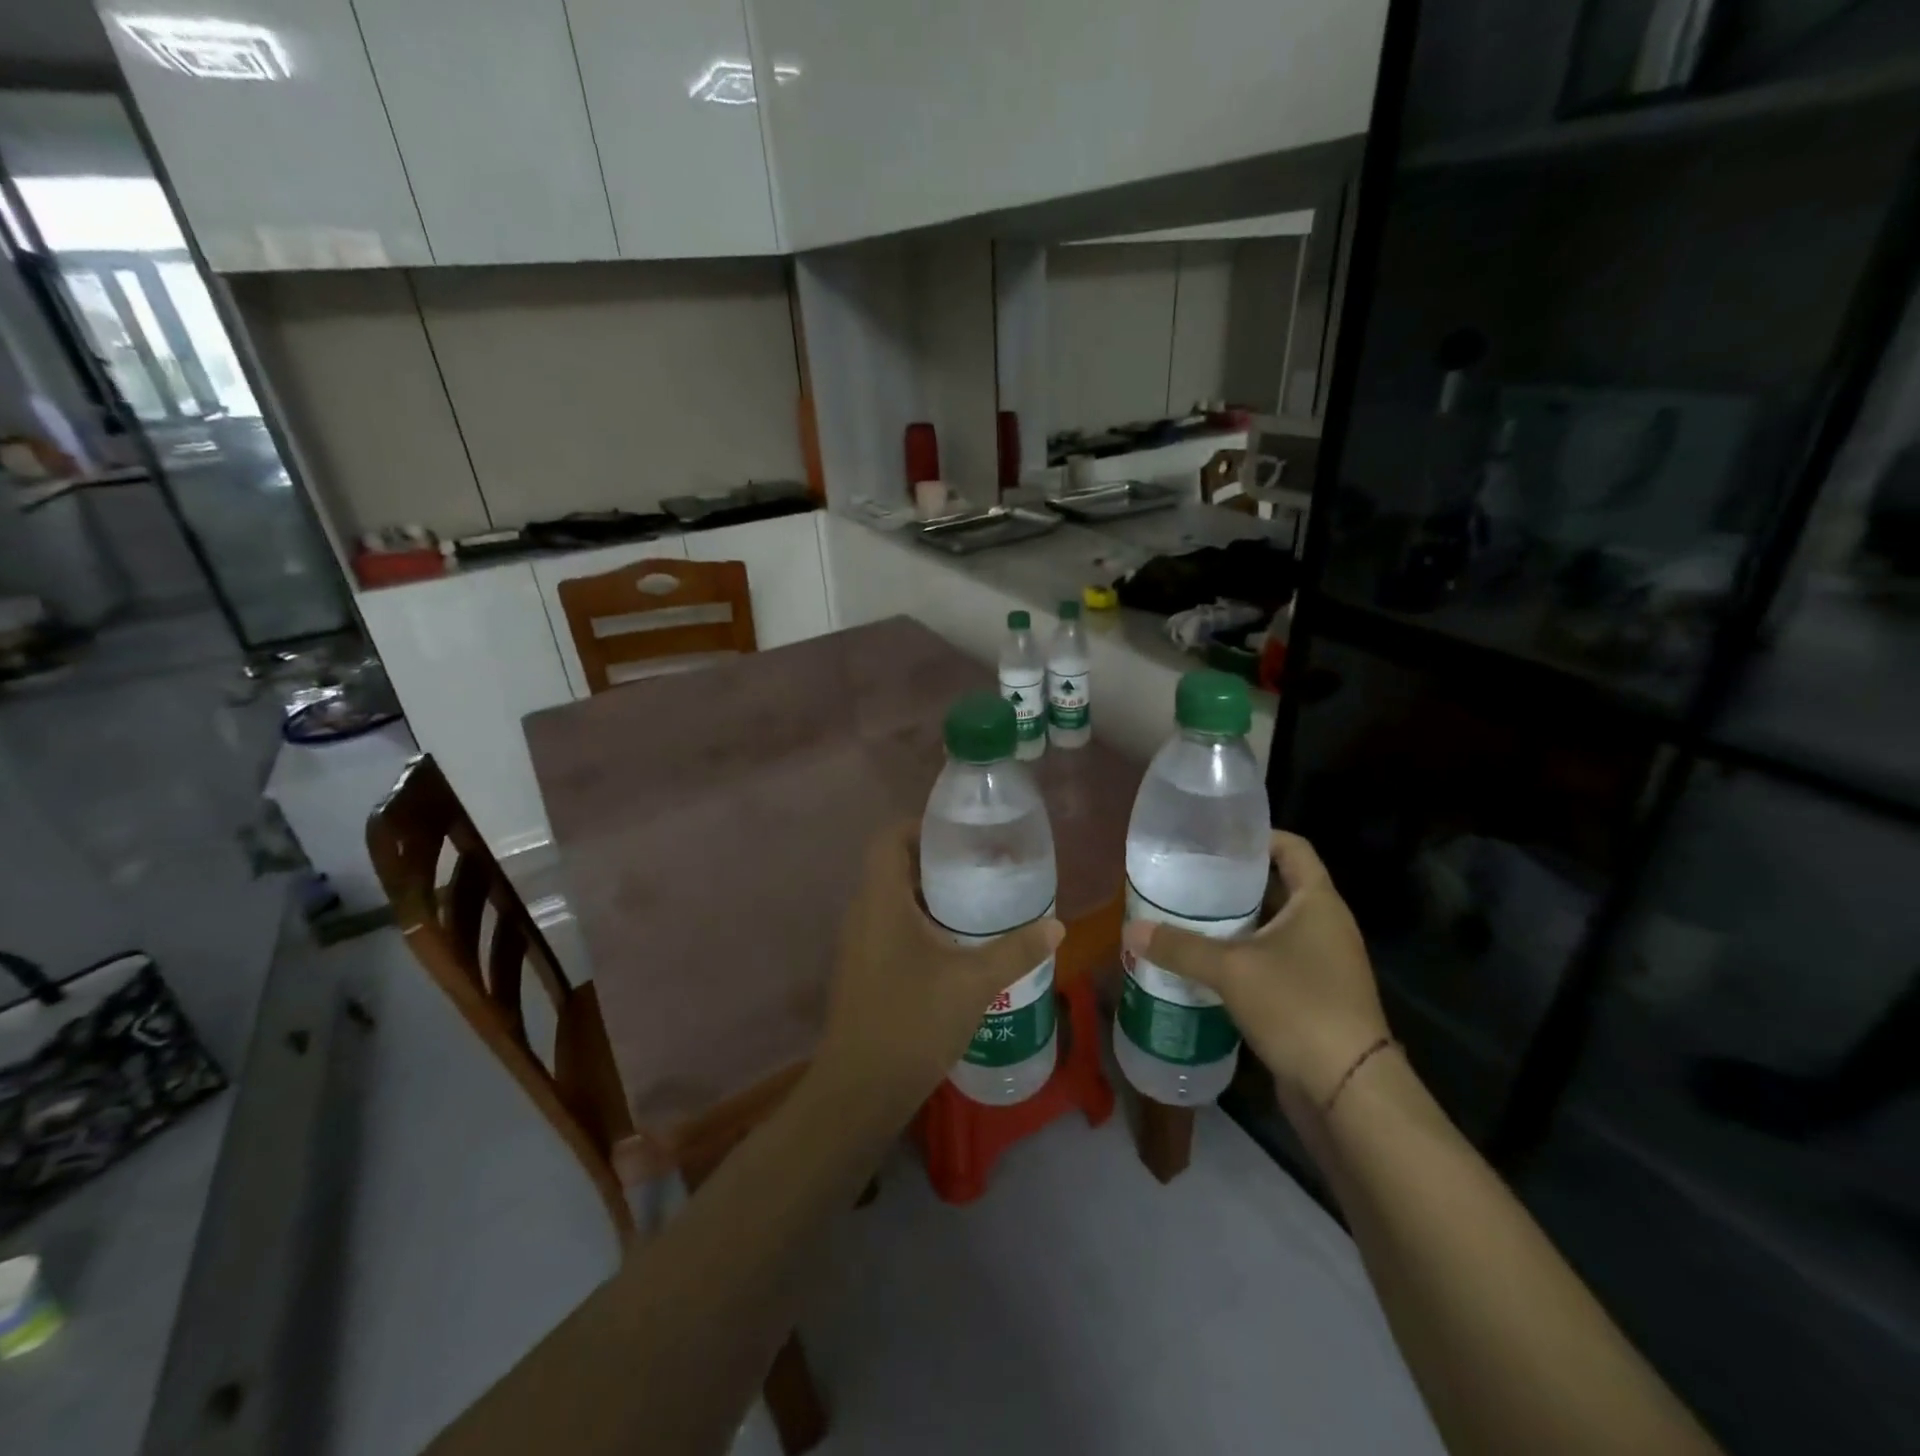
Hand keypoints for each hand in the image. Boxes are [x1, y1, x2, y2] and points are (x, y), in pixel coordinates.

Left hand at [815, 821, 1063, 1118]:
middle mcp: (862, 914)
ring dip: (927, 896)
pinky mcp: (861, 970)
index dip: (920, 827)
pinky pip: (888, 928)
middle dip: (934, 863)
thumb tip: (1057, 926)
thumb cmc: (914, 1021)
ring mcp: (857, 945)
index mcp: (881, 901)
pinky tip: (953, 946)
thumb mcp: (974, 982)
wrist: (861, 1089)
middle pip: (892, 868)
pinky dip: (917, 923)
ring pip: (890, 901)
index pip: (889, 840)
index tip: (960, 835)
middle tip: (979, 867)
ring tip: (973, 902)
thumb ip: (1017, 950)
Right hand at [1122, 830, 1387, 1107]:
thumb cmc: (1298, 1006)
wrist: (1348, 1090)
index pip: (1292, 847)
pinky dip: (1243, 958)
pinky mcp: (1314, 997)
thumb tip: (1130, 930)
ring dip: (1235, 924)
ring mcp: (1323, 963)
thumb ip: (1180, 947)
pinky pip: (1273, 963)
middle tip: (1188, 878)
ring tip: (1187, 918)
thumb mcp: (1231, 970)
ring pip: (1273, 928)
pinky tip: (1206, 966)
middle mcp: (1325, 926)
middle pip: (1278, 887)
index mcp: (1318, 902)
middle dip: (1234, 883)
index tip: (1215, 838)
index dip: (1257, 836)